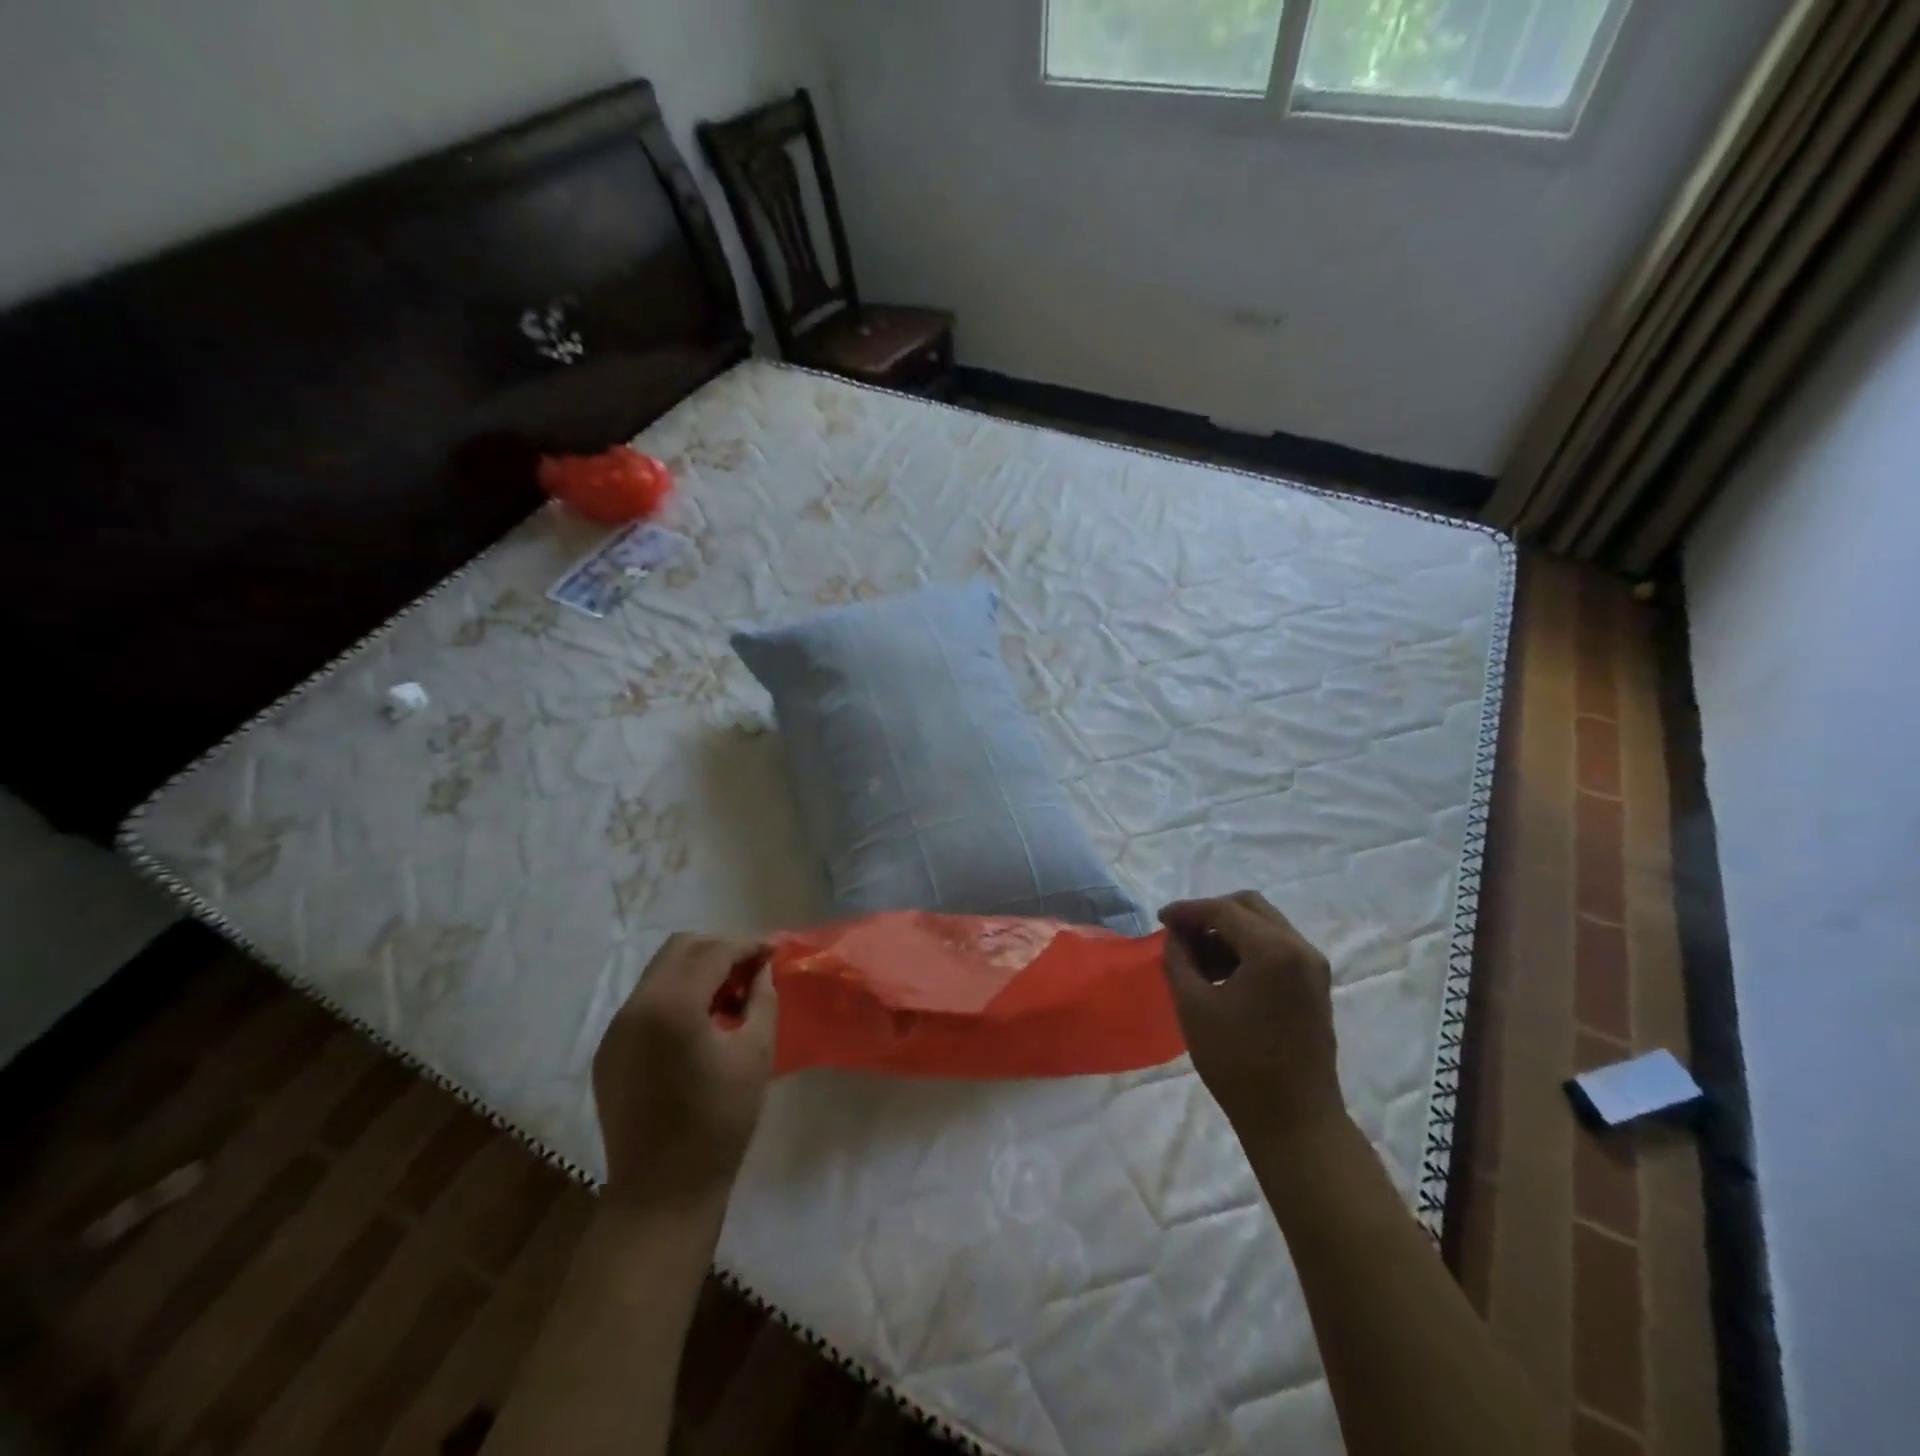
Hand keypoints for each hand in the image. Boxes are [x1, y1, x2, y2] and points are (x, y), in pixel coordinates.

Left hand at [592, 933, 776, 1210]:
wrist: (662, 1193)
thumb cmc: (719, 1122)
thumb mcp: (755, 1053)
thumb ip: (762, 998)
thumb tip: (761, 970)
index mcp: (672, 1006)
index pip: (713, 951)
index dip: (748, 944)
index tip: (775, 950)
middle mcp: (636, 1007)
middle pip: (680, 949)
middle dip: (720, 950)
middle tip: (752, 970)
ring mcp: (616, 1029)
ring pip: (660, 973)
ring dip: (698, 971)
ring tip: (730, 998)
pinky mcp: (608, 1052)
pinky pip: (646, 1003)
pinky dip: (677, 997)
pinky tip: (700, 1026)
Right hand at [1159, 892, 1345, 1145]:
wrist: (1295, 1120)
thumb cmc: (1238, 1063)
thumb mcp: (1193, 1005)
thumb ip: (1179, 958)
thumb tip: (1176, 935)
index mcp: (1273, 950)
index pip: (1223, 910)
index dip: (1187, 911)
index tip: (1160, 920)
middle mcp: (1300, 948)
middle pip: (1249, 907)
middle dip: (1210, 914)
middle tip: (1179, 934)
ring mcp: (1312, 967)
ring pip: (1265, 926)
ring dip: (1229, 931)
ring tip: (1196, 957)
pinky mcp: (1314, 986)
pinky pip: (1277, 948)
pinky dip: (1247, 949)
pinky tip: (1222, 973)